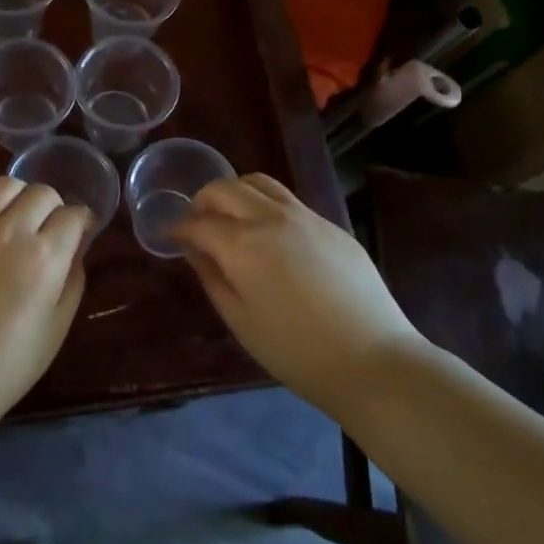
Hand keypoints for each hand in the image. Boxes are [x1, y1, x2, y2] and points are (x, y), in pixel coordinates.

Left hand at [0, 177, 91, 425]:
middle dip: (54, 206)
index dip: (82, 221)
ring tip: (19, 220)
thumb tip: (75, 249)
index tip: (81, 231)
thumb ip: (72, 280)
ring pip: (4, 185)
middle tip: (50, 230)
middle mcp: (9, 232)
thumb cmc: (8, 365)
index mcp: (43, 257)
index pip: (73, 215)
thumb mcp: (56, 328)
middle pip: (41, 193)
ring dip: (20, 197)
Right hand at [174, 174, 421, 416]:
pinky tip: (272, 236)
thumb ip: (212, 277)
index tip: (171, 237)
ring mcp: (306, 217)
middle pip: (226, 188)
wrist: (373, 361)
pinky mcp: (332, 226)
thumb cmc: (296, 351)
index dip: (179, 228)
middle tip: (199, 224)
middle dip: (204, 201)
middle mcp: (271, 218)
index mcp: (243, 245)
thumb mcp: (240, 320)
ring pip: (259, 183)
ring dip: (236, 193)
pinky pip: (289, 201)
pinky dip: (267, 206)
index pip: (199, 223)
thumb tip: (195, 250)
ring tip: (233, 219)